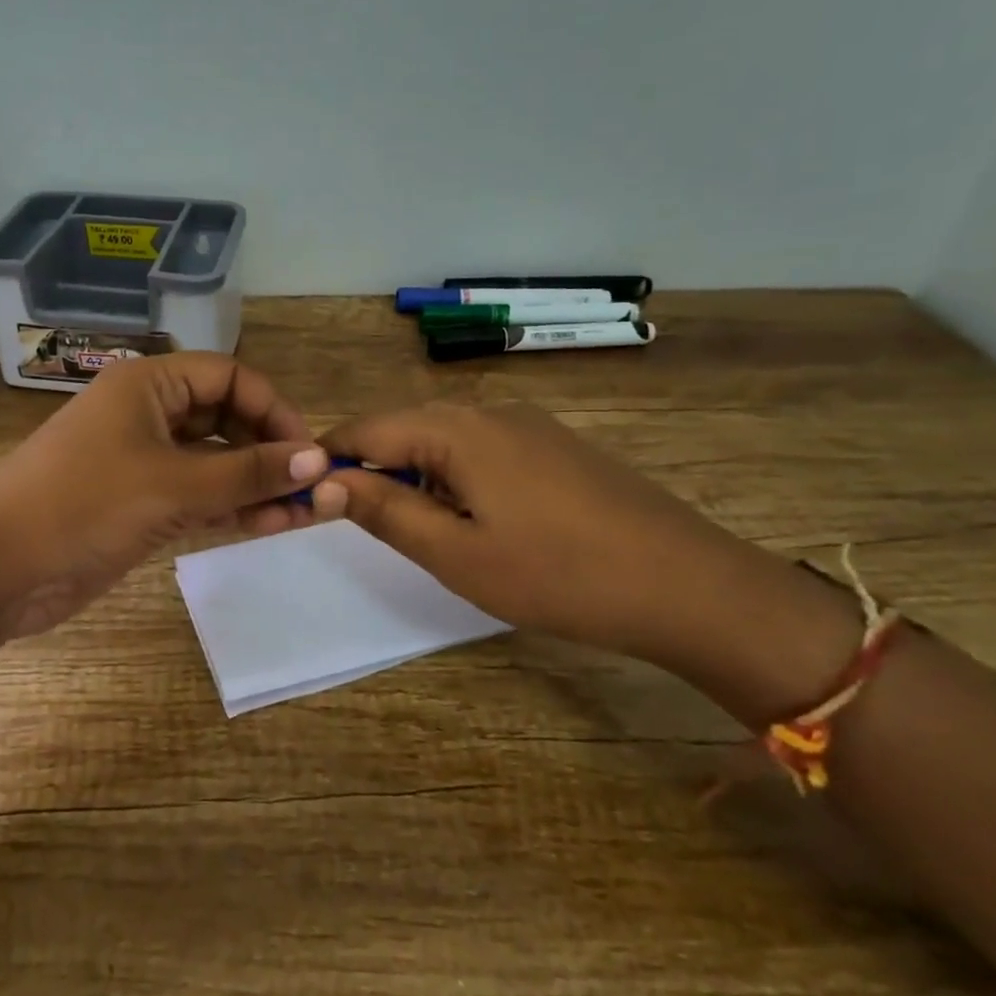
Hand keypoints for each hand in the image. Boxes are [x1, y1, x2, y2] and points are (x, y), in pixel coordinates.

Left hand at [0, 352, 327, 637]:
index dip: (273, 409)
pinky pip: (198, 496)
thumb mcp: (172, 484)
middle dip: (269, 450)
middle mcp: (148, 415)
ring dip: (256, 484)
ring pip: (215, 462)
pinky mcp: (140, 504)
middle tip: (309, 489)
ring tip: (300, 515)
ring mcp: (143, 462)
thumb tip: (318, 461)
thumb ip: (248, 473)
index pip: (229, 377)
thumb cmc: (82, 505)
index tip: (306, 453)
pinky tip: (269, 526)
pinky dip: (231, 508)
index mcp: (149, 385)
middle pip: (226, 418)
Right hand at [312, 403, 813, 678]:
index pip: (366, 431)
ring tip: (417, 529)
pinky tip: (475, 521)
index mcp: (456, 429)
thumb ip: (384, 511)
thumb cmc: (558, 575)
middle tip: (357, 523)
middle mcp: (488, 411)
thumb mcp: (456, 553)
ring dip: (415, 477)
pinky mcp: (556, 446)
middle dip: (372, 470)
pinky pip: (483, 451)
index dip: (329, 462)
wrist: (689, 585)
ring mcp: (529, 425)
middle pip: (404, 430)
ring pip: (444, 441)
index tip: (306, 498)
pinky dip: (456, 478)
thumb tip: (324, 482)